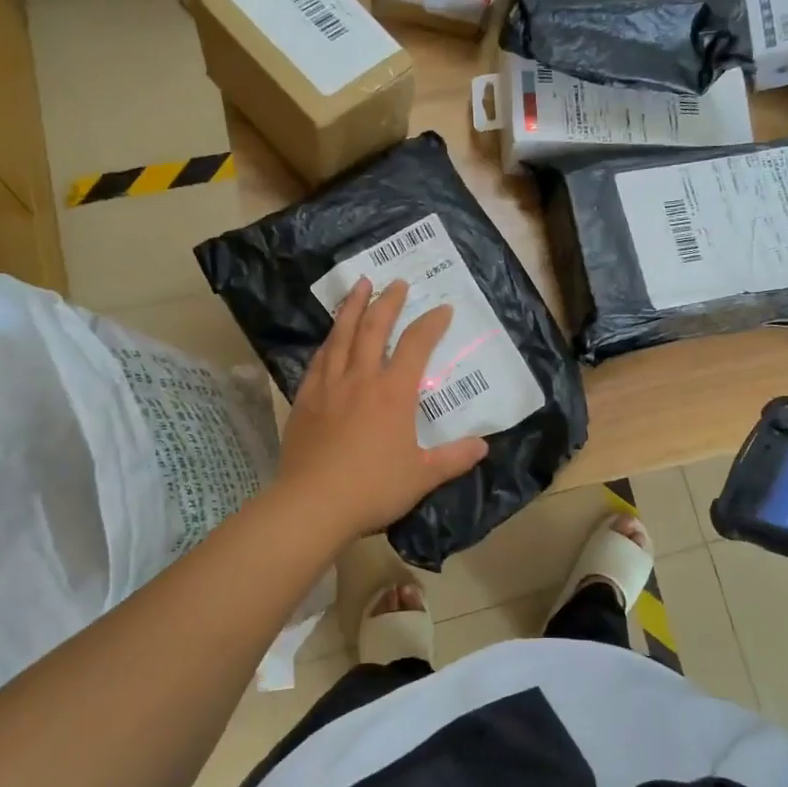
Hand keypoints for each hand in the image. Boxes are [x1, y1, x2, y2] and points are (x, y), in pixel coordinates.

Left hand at [277, 278, 488, 542]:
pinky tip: (329, 338)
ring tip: (359, 286)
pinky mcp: (304, 400)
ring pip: (341, 336)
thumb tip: (483, 447)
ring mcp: (328, 387)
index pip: (415, 345)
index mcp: (393, 393)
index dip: (431, 323)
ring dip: (352, 308)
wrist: (313, 504)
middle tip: (395, 281)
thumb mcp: (422, 477)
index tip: (442, 308)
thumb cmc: (373, 488)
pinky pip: (318, 360)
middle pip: (373, 328)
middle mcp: (360, 379)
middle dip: (387, 302)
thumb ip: (454, 458)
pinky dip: (328, 342)